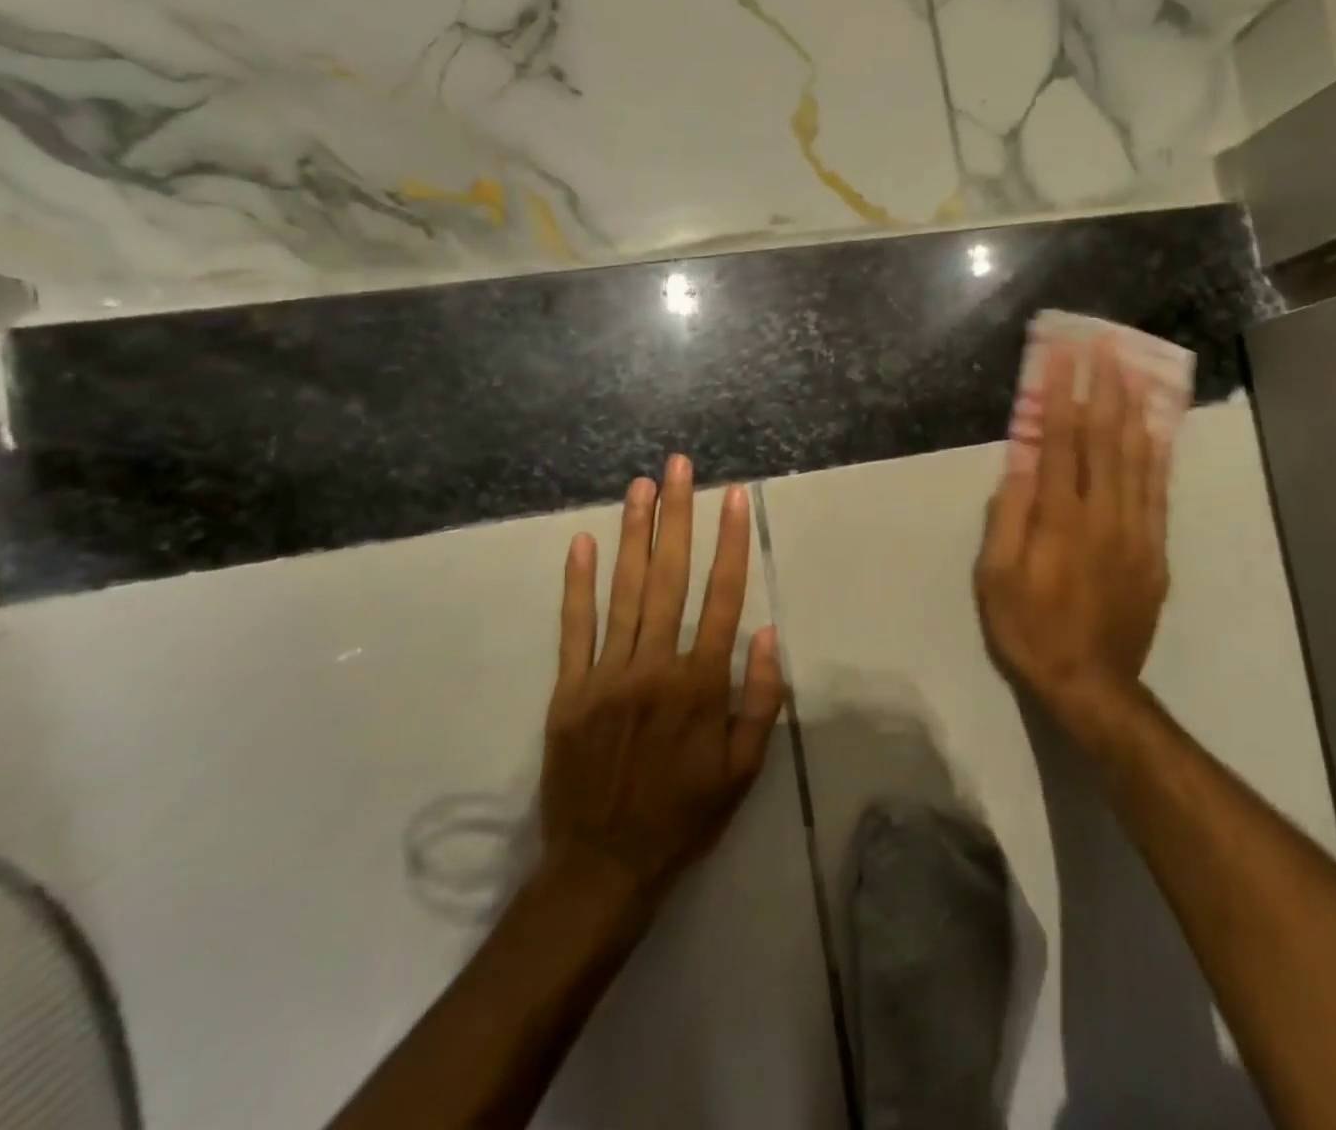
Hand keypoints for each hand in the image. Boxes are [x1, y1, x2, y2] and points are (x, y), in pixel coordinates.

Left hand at [538, 456, 785, 906]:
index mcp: (701, 684)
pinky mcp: (569, 690)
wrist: (603, 868)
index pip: (722, 596)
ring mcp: (606, 675)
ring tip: (640, 486)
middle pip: (670, 577)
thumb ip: (760, 699)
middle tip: (678, 467)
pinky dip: (577, 584)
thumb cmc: (685, 816)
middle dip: (677, 516)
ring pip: (624, 591)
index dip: (730, 541)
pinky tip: (582, 543)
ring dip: (634, 534)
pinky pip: (574, 628)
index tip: (733, 497)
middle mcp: (655, 666)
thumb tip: (766, 632)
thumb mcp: (744, 769)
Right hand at [975, 340, 1171, 738]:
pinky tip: (1156, 428)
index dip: (1063, 393)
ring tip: (1132, 370)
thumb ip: (1008, 516)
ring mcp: (1136, 531)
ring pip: (1138, 457)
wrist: (1090, 682)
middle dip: (1105, 386)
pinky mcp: (1155, 549)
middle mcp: (1104, 515)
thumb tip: (1018, 461)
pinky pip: (1158, 490)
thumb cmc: (1029, 628)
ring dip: (1133, 409)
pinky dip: (1157, 453)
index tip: (1064, 354)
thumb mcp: (995, 577)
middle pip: (1106, 438)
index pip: (1062, 440)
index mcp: (1060, 519)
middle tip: (1105, 344)